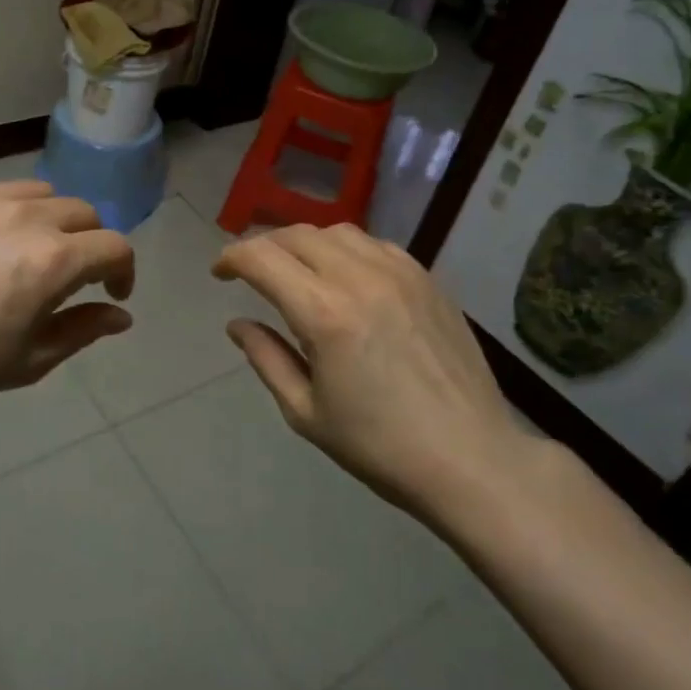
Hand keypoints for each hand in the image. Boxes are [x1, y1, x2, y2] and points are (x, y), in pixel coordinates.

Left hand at [0, 179, 134, 413]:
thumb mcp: (30, 359)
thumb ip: (84, 330)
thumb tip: (121, 316)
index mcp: (53, 260)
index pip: (115, 247)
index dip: (124, 271)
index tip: (112, 293)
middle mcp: (27, 217)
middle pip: (84, 213)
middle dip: (90, 243)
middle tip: (72, 274)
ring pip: (43, 194)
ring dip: (52, 220)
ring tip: (30, 250)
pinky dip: (11, 208)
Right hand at [213, 224, 532, 522]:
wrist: (471, 458)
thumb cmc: (380, 446)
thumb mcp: (306, 412)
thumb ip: (266, 358)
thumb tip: (238, 324)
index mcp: (323, 314)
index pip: (262, 258)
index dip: (231, 257)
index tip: (219, 273)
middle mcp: (360, 278)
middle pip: (297, 235)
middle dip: (263, 246)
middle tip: (250, 271)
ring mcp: (400, 272)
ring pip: (337, 232)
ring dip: (305, 243)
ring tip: (296, 271)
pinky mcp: (427, 278)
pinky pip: (375, 244)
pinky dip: (346, 250)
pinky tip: (345, 278)